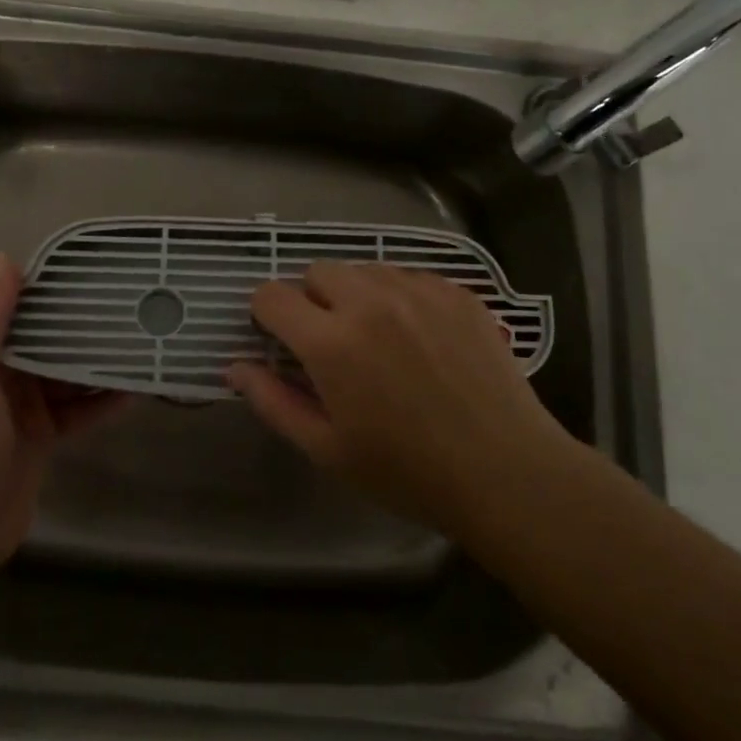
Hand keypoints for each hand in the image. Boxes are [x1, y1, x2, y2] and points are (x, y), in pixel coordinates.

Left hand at [0, 252, 128, 575]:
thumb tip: (7, 257)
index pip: (21, 307)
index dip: (52, 287)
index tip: (92, 269)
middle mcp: (5, 373)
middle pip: (51, 338)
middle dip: (85, 323)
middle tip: (130, 303)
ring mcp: (27, 408)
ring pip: (71, 373)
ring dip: (101, 360)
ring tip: (142, 340)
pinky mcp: (46, 438)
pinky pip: (82, 410)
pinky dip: (106, 400)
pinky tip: (137, 390)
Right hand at [228, 262, 568, 538]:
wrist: (506, 470)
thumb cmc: (408, 472)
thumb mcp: (328, 449)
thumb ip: (273, 402)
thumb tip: (235, 366)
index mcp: (332, 342)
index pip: (272, 295)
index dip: (266, 314)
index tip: (279, 338)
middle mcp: (371, 301)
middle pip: (318, 270)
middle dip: (313, 300)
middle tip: (333, 343)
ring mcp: (418, 290)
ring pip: (364, 269)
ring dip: (357, 294)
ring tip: (379, 338)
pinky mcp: (455, 290)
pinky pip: (409, 275)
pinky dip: (400, 297)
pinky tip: (420, 336)